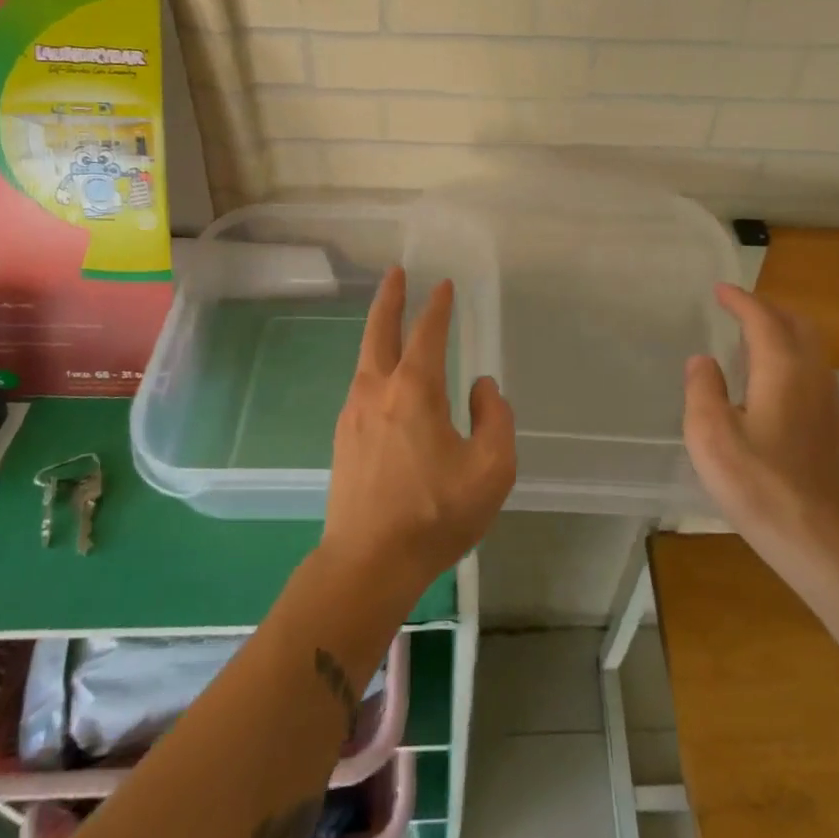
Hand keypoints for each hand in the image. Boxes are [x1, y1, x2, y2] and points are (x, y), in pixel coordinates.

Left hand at [321, 268, 515, 605]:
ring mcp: (354, 415)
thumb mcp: (490, 469)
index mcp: (415, 390)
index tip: (444, 285)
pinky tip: (382, 381)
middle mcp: (378, 391)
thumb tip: (481, 388)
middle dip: (389, 298)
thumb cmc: (435, 514)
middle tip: (396, 273)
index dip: (438, 306)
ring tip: (389, 322)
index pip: (427, 333)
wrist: (367, 564)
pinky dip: (373, 366)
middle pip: (379, 331)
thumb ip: (495, 418)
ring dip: (378, 331)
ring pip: (365, 359)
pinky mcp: (343, 440)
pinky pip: (361, 387)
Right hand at [683, 283, 838, 565]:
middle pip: (796, 324)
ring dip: (781, 330)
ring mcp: (828, 401)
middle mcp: (812, 375)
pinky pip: (812, 368)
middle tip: (736, 308)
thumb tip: (703, 361)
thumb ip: (702, 389)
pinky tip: (769, 378)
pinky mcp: (832, 426)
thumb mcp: (711, 435)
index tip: (719, 290)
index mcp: (783, 369)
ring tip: (750, 336)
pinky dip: (790, 354)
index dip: (740, 300)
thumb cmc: (758, 484)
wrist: (818, 540)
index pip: (762, 319)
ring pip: (809, 346)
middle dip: (766, 308)